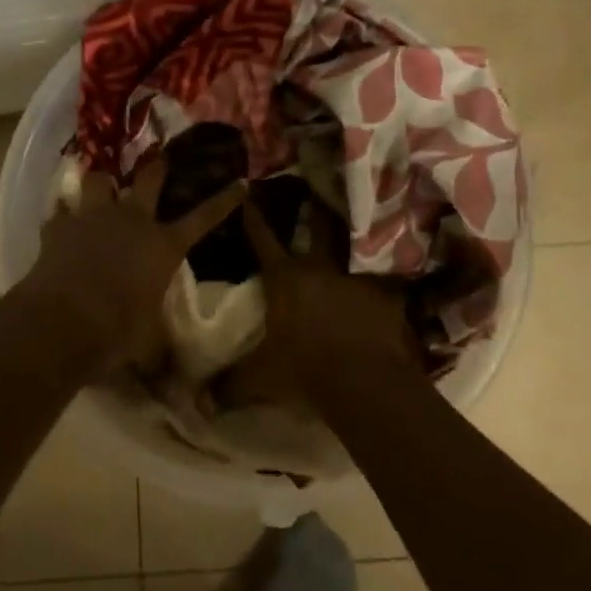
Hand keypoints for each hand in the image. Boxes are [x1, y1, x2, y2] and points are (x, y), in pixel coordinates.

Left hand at [17, 157, 245, 368]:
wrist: (62, 320)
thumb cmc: (117, 331)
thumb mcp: (148, 348)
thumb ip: (164, 360)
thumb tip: (184, 399)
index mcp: (163, 245)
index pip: (203, 218)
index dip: (224, 201)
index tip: (240, 183)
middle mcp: (132, 221)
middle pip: (149, 180)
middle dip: (157, 167)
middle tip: (159, 156)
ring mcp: (93, 218)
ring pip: (100, 181)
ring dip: (102, 181)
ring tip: (102, 181)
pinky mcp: (59, 226)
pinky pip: (61, 209)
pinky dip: (63, 212)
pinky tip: (62, 216)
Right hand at [231, 201, 423, 409]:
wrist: (365, 383)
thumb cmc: (305, 372)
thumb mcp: (260, 381)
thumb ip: (229, 387)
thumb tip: (198, 405)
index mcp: (286, 279)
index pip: (263, 240)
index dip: (254, 217)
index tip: (250, 193)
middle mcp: (322, 268)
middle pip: (319, 224)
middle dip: (316, 205)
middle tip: (318, 185)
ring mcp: (359, 276)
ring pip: (356, 243)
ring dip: (355, 233)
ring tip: (360, 218)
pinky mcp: (389, 294)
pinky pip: (388, 276)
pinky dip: (386, 274)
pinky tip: (392, 270)